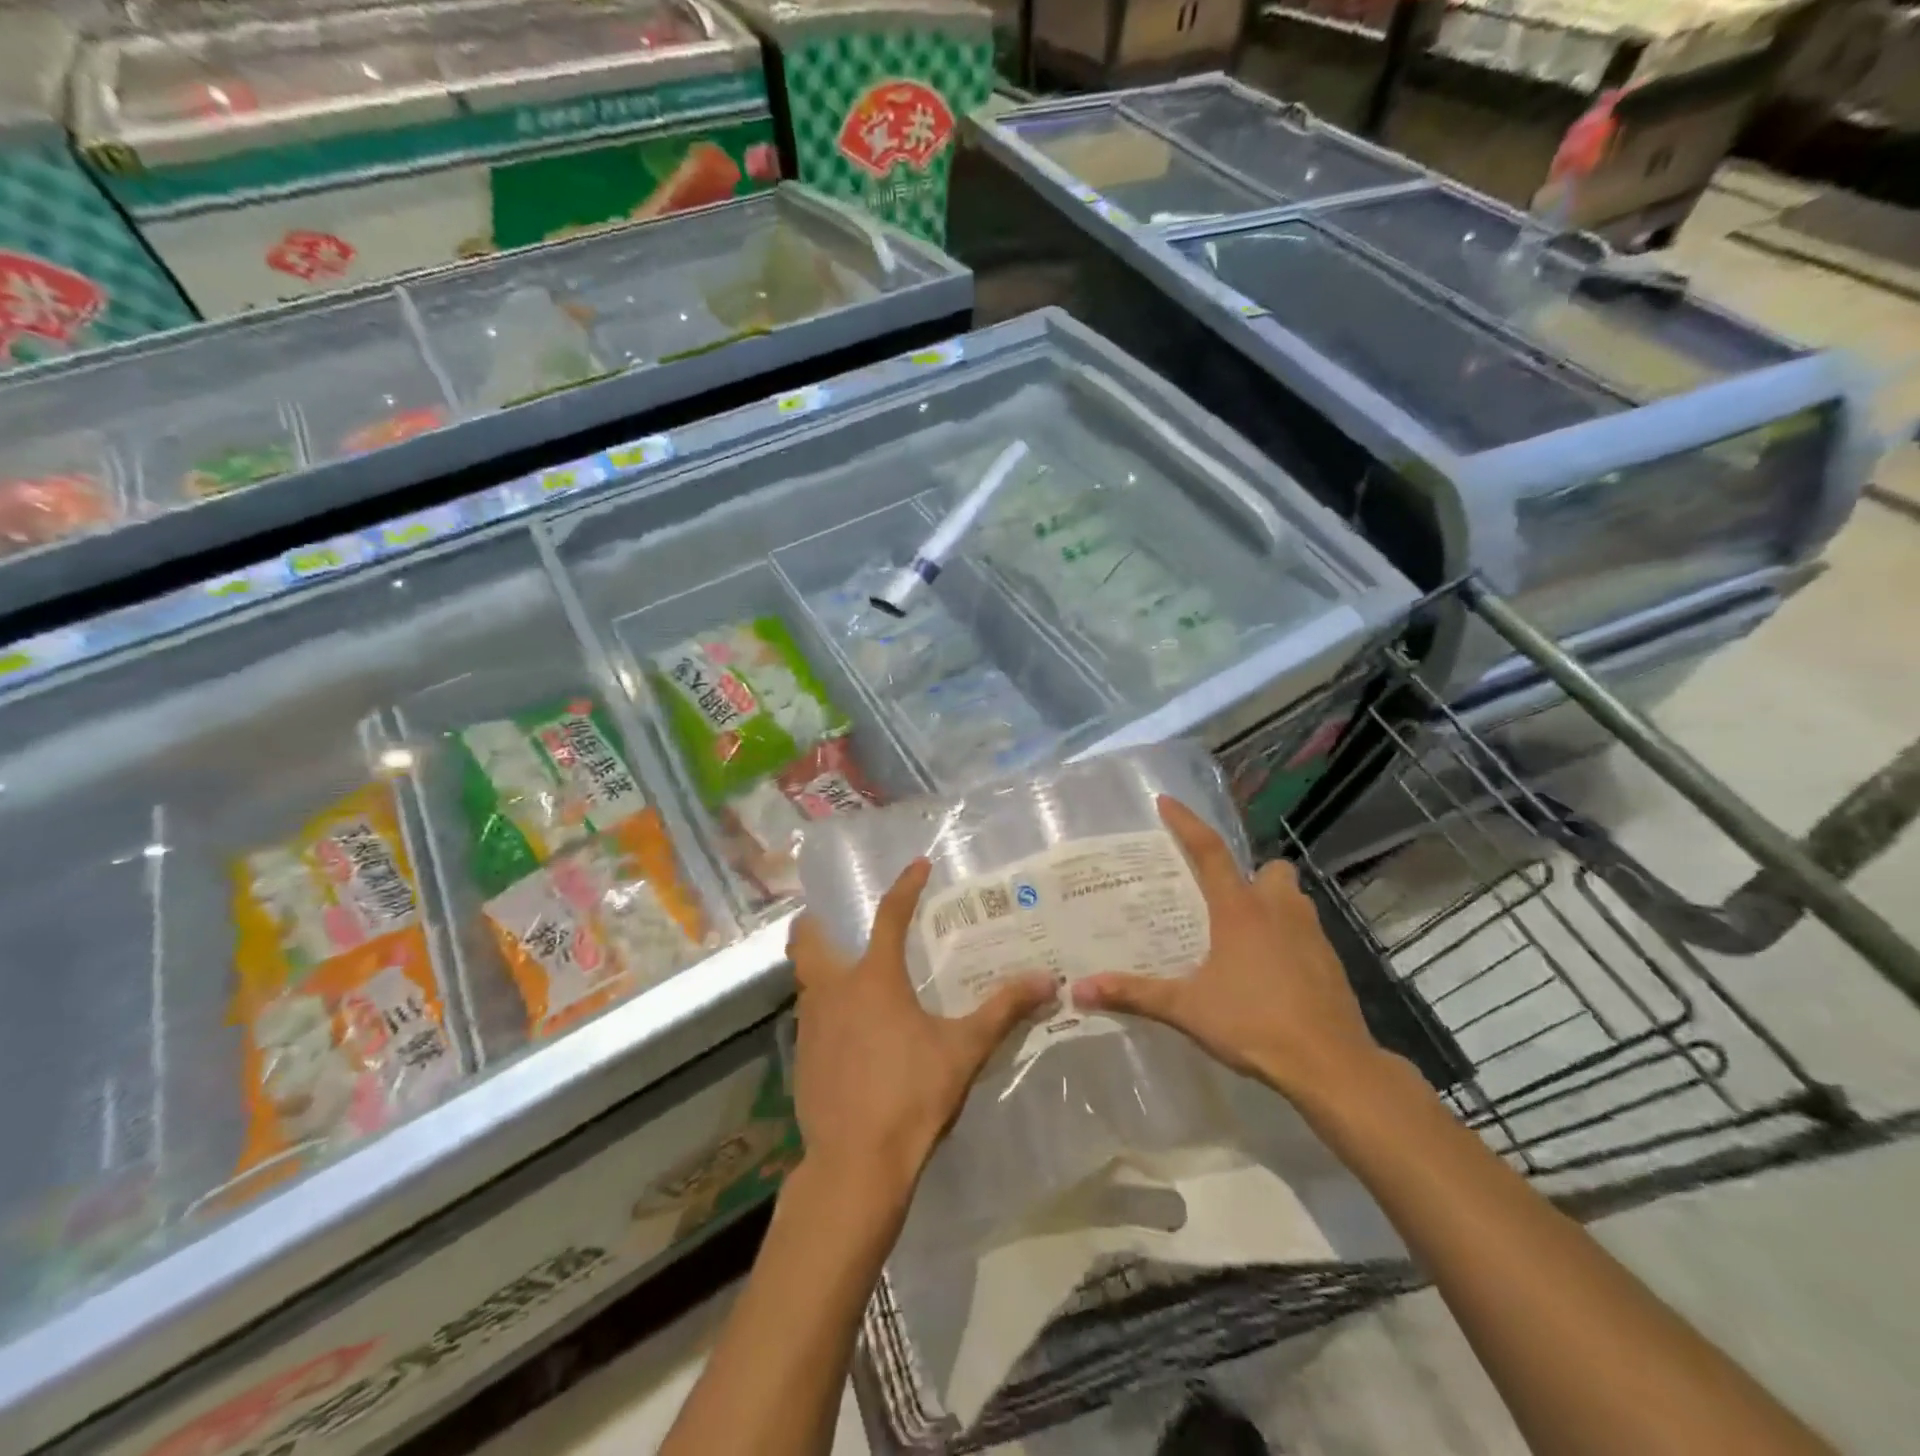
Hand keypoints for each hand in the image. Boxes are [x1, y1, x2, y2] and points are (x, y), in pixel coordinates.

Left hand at [786, 859, 1052, 1207]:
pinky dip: (823, 1008)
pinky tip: (847, 1031)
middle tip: (837, 920)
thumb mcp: (964, 1050)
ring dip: (819, 967)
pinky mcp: (802, 1058)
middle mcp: (833, 990)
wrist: (855, 1163)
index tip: (918, 865)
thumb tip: (1047, 981)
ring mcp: (810, 1024)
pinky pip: (808, 1016)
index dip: (905, 887)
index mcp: (873, 978)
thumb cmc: (911, 1095)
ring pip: (804, 979)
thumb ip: (1003, 1011)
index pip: (889, 916)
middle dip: (817, 923)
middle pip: (808, 940)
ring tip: (847, 975)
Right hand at [1072, 796, 1388, 1106]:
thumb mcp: (1186, 1009)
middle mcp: (1277, 910)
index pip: (1209, 851)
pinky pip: (1307, 931)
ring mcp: (1311, 934)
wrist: (1330, 1064)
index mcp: (1239, 910)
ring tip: (1246, 932)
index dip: (1186, 823)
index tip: (1166, 802)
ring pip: (1293, 897)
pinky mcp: (1331, 961)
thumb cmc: (1254, 1024)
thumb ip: (1134, 994)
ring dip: (1273, 903)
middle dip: (1249, 875)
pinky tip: (1273, 970)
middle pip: (1268, 870)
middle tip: (1223, 899)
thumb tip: (1078, 990)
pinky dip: (1289, 937)